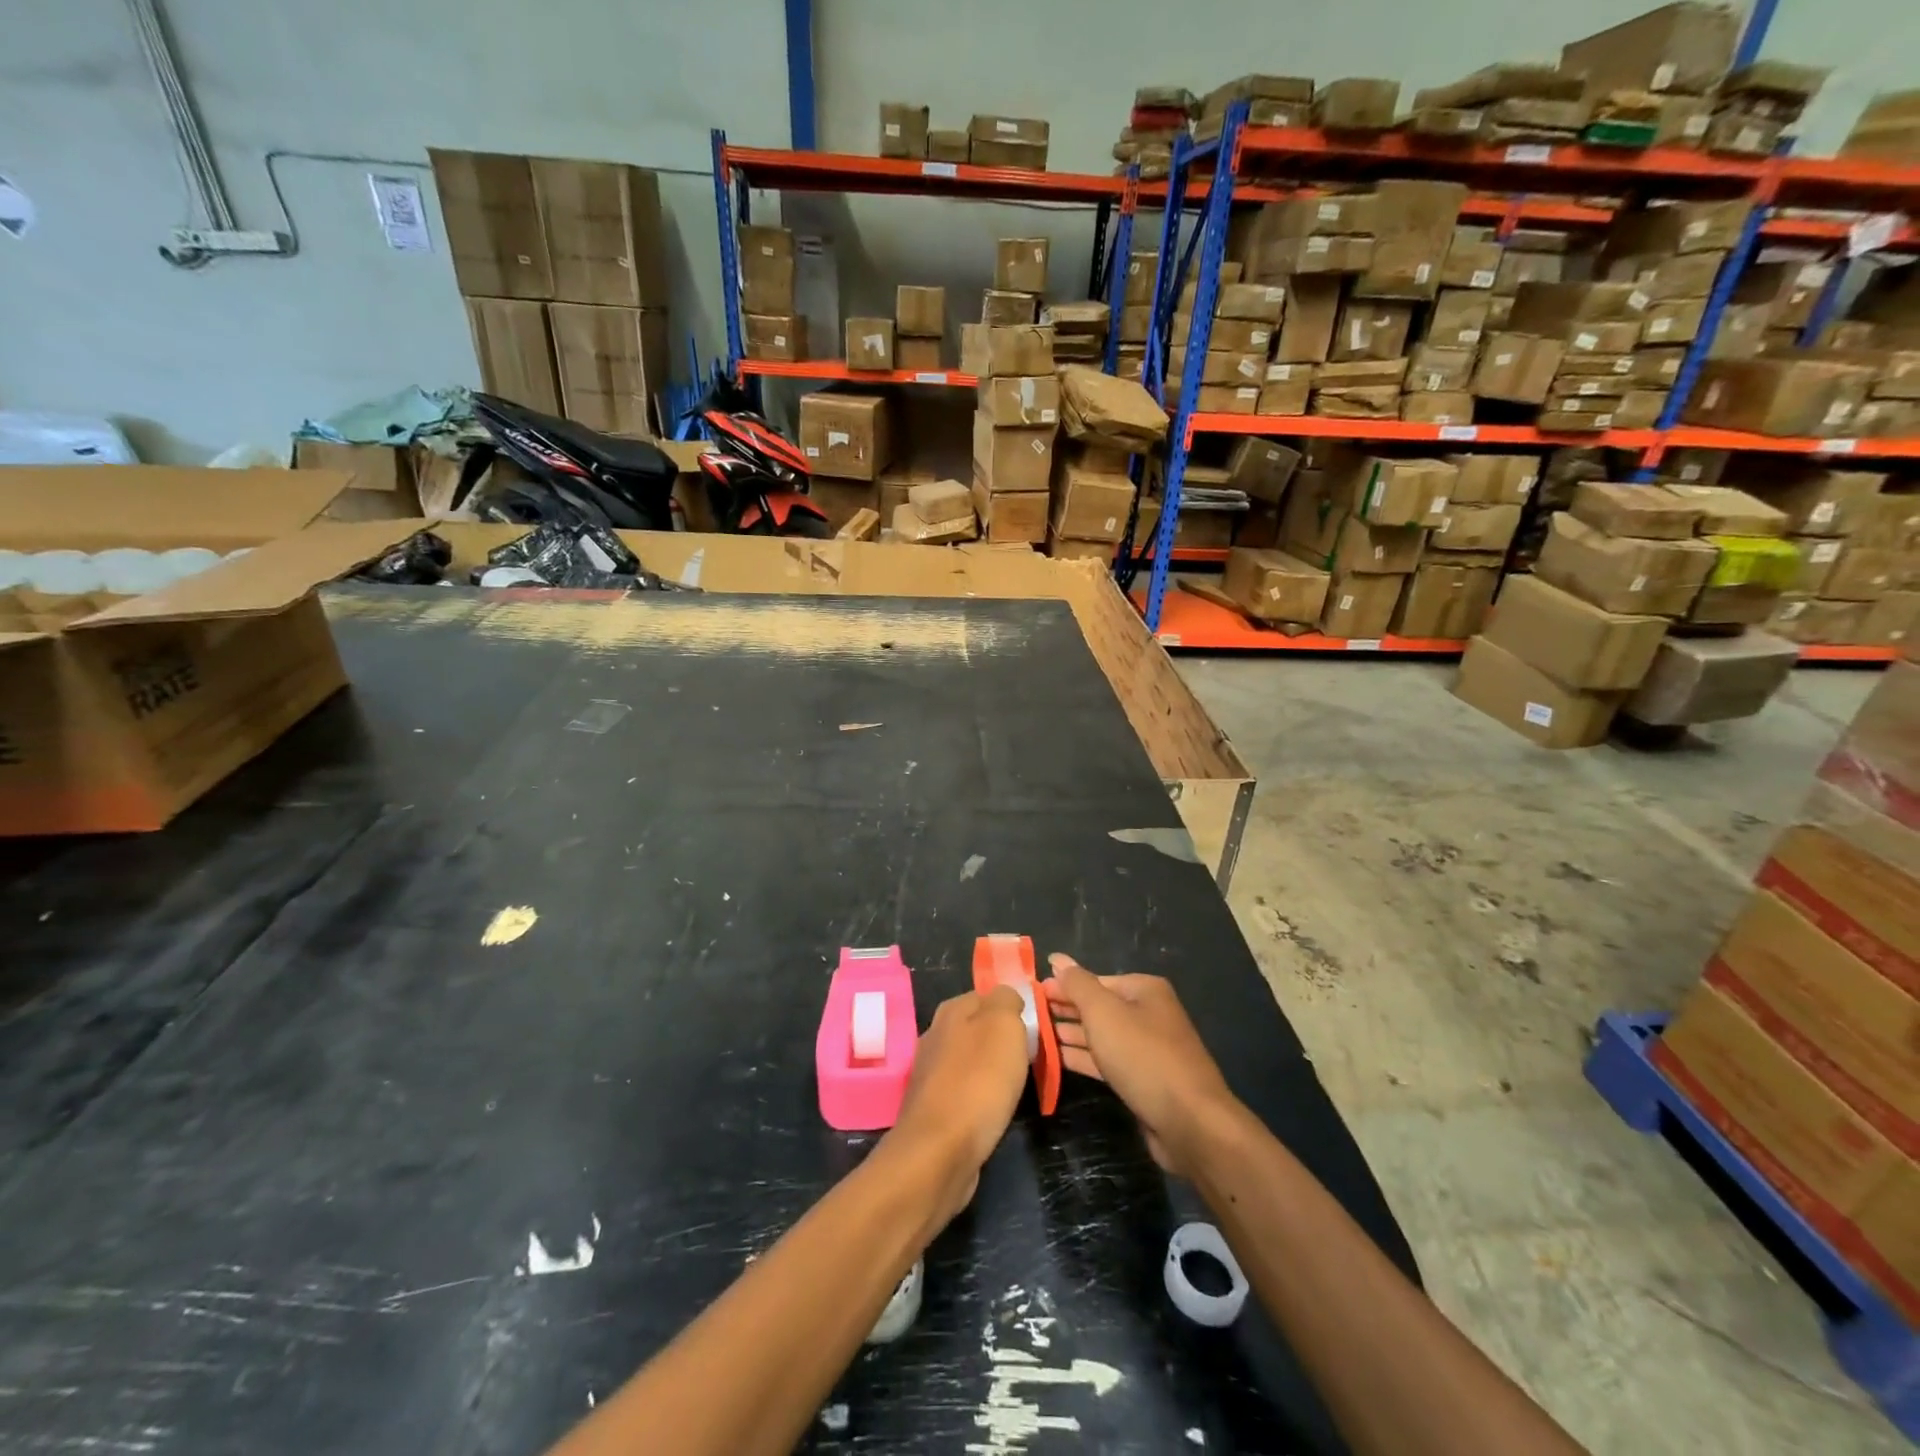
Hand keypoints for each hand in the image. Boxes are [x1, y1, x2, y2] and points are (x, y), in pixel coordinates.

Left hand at [886, 986, 1030, 1229]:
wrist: (940, 1151)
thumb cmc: (978, 1081)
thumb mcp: (1003, 1025)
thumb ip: (1006, 1000)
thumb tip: (1007, 996)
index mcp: (952, 1010)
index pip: (988, 995)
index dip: (1014, 1008)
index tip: (1036, 1029)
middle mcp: (936, 1035)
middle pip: (979, 1027)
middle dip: (1004, 1041)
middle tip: (1030, 1059)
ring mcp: (931, 1073)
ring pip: (971, 1060)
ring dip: (992, 1070)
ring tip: (1015, 1087)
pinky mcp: (933, 1108)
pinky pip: (965, 1091)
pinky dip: (980, 1097)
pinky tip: (992, 1110)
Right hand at [1044, 955, 1238, 1175]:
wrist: (1189, 1122)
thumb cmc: (1142, 1056)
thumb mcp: (1103, 1012)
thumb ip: (1077, 985)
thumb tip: (1057, 958)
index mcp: (1145, 990)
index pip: (1096, 981)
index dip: (1064, 986)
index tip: (1033, 993)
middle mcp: (1149, 1014)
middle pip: (1099, 1007)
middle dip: (1066, 1010)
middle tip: (1030, 1014)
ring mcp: (1147, 1049)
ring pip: (1101, 1036)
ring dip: (1070, 1034)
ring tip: (1036, 1035)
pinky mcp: (1143, 1080)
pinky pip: (1107, 1061)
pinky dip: (1083, 1058)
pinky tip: (1056, 1058)